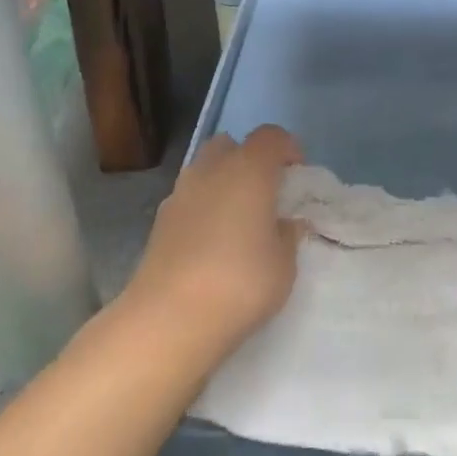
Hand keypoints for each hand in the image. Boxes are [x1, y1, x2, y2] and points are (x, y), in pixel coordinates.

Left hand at [123, 126, 303, 364]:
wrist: (168, 319)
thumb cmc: (239, 283)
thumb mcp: (284, 265)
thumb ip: (288, 236)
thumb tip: (285, 223)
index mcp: (248, 170)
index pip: (270, 136)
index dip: (287, 148)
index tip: (297, 175)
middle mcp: (211, 171)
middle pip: (230, 145)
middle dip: (248, 160)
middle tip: (265, 193)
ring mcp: (179, 194)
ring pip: (205, 170)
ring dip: (223, 183)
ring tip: (238, 220)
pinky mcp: (159, 221)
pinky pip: (189, 199)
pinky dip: (203, 208)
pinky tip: (212, 242)